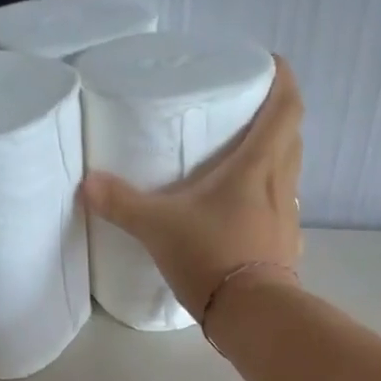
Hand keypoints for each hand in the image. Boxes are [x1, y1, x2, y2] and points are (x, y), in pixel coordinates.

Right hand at [81, 57, 304, 321]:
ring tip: (244, 163)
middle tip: (248, 114)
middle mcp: (282, 185)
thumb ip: (123, 204)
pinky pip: (283, 213)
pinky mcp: (286, 249)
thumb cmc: (211, 257)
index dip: (283, 80)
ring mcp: (288, 220)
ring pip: (290, 175)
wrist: (251, 315)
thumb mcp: (159, 227)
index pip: (287, 107)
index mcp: (259, 165)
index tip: (270, 65)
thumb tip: (87, 183)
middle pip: (292, 137)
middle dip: (277, 119)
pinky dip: (270, 204)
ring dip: (276, 162)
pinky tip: (248, 217)